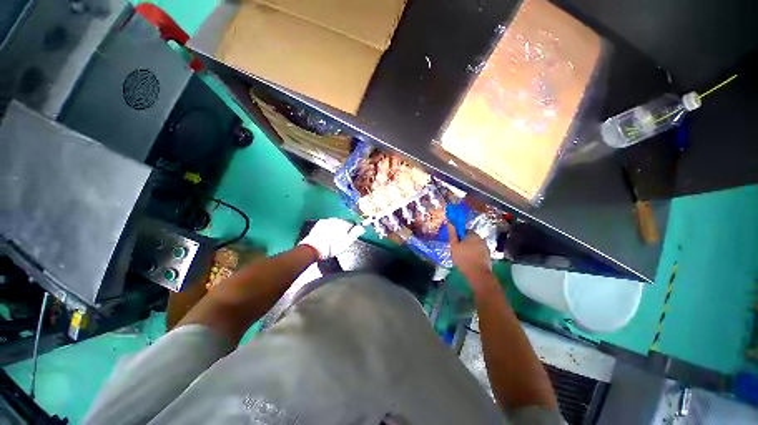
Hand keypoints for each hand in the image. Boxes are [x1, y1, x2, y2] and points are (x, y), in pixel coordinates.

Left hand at [299, 219, 364, 259]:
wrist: (313, 248)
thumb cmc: (332, 247)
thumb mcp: (347, 243)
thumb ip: (355, 233)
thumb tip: (362, 227)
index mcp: (344, 222)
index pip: (352, 223)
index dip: (352, 230)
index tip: (349, 237)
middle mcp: (335, 218)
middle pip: (343, 222)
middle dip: (343, 228)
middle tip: (341, 239)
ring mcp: (326, 220)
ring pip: (335, 223)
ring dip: (336, 228)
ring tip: (333, 238)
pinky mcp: (319, 223)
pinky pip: (328, 224)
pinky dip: (329, 228)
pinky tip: (327, 236)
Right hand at [447, 223, 491, 275]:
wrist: (477, 274)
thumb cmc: (463, 258)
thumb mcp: (454, 245)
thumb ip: (452, 234)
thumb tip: (450, 222)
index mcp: (473, 235)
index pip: (465, 231)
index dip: (458, 236)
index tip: (454, 242)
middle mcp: (481, 239)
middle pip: (470, 238)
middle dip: (464, 243)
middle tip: (457, 250)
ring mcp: (486, 248)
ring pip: (475, 246)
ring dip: (469, 249)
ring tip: (462, 257)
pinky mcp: (488, 257)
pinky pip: (478, 253)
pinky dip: (474, 256)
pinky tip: (469, 262)